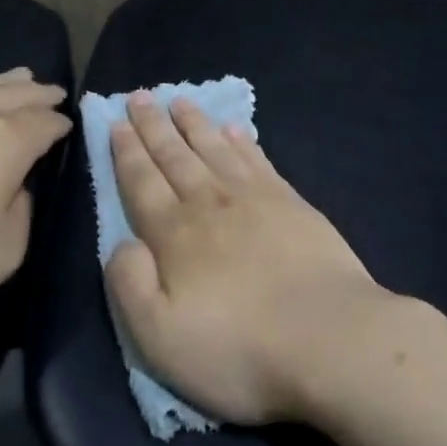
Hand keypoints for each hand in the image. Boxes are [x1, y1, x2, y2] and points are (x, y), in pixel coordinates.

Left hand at [0, 67, 70, 328]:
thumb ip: (22, 213)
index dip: (61, 125)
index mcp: (7, 141)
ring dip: (1, 80)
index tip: (69, 126)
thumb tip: (16, 188)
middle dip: (37, 93)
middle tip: (53, 91)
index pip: (46, 124)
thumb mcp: (2, 253)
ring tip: (18, 74)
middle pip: (14, 94)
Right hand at [105, 93, 392, 423]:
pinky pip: (258, 161)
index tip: (116, 123)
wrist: (330, 340)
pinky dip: (242, 142)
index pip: (141, 182)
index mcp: (174, 234)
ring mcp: (255, 199)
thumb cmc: (238, 349)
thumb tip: (122, 244)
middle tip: (141, 96)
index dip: (127, 152)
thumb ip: (130, 285)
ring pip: (214, 150)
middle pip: (175, 156)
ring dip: (195, 124)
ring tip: (180, 101)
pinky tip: (235, 130)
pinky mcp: (293, 205)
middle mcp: (210, 204)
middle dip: (154, 126)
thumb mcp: (159, 337)